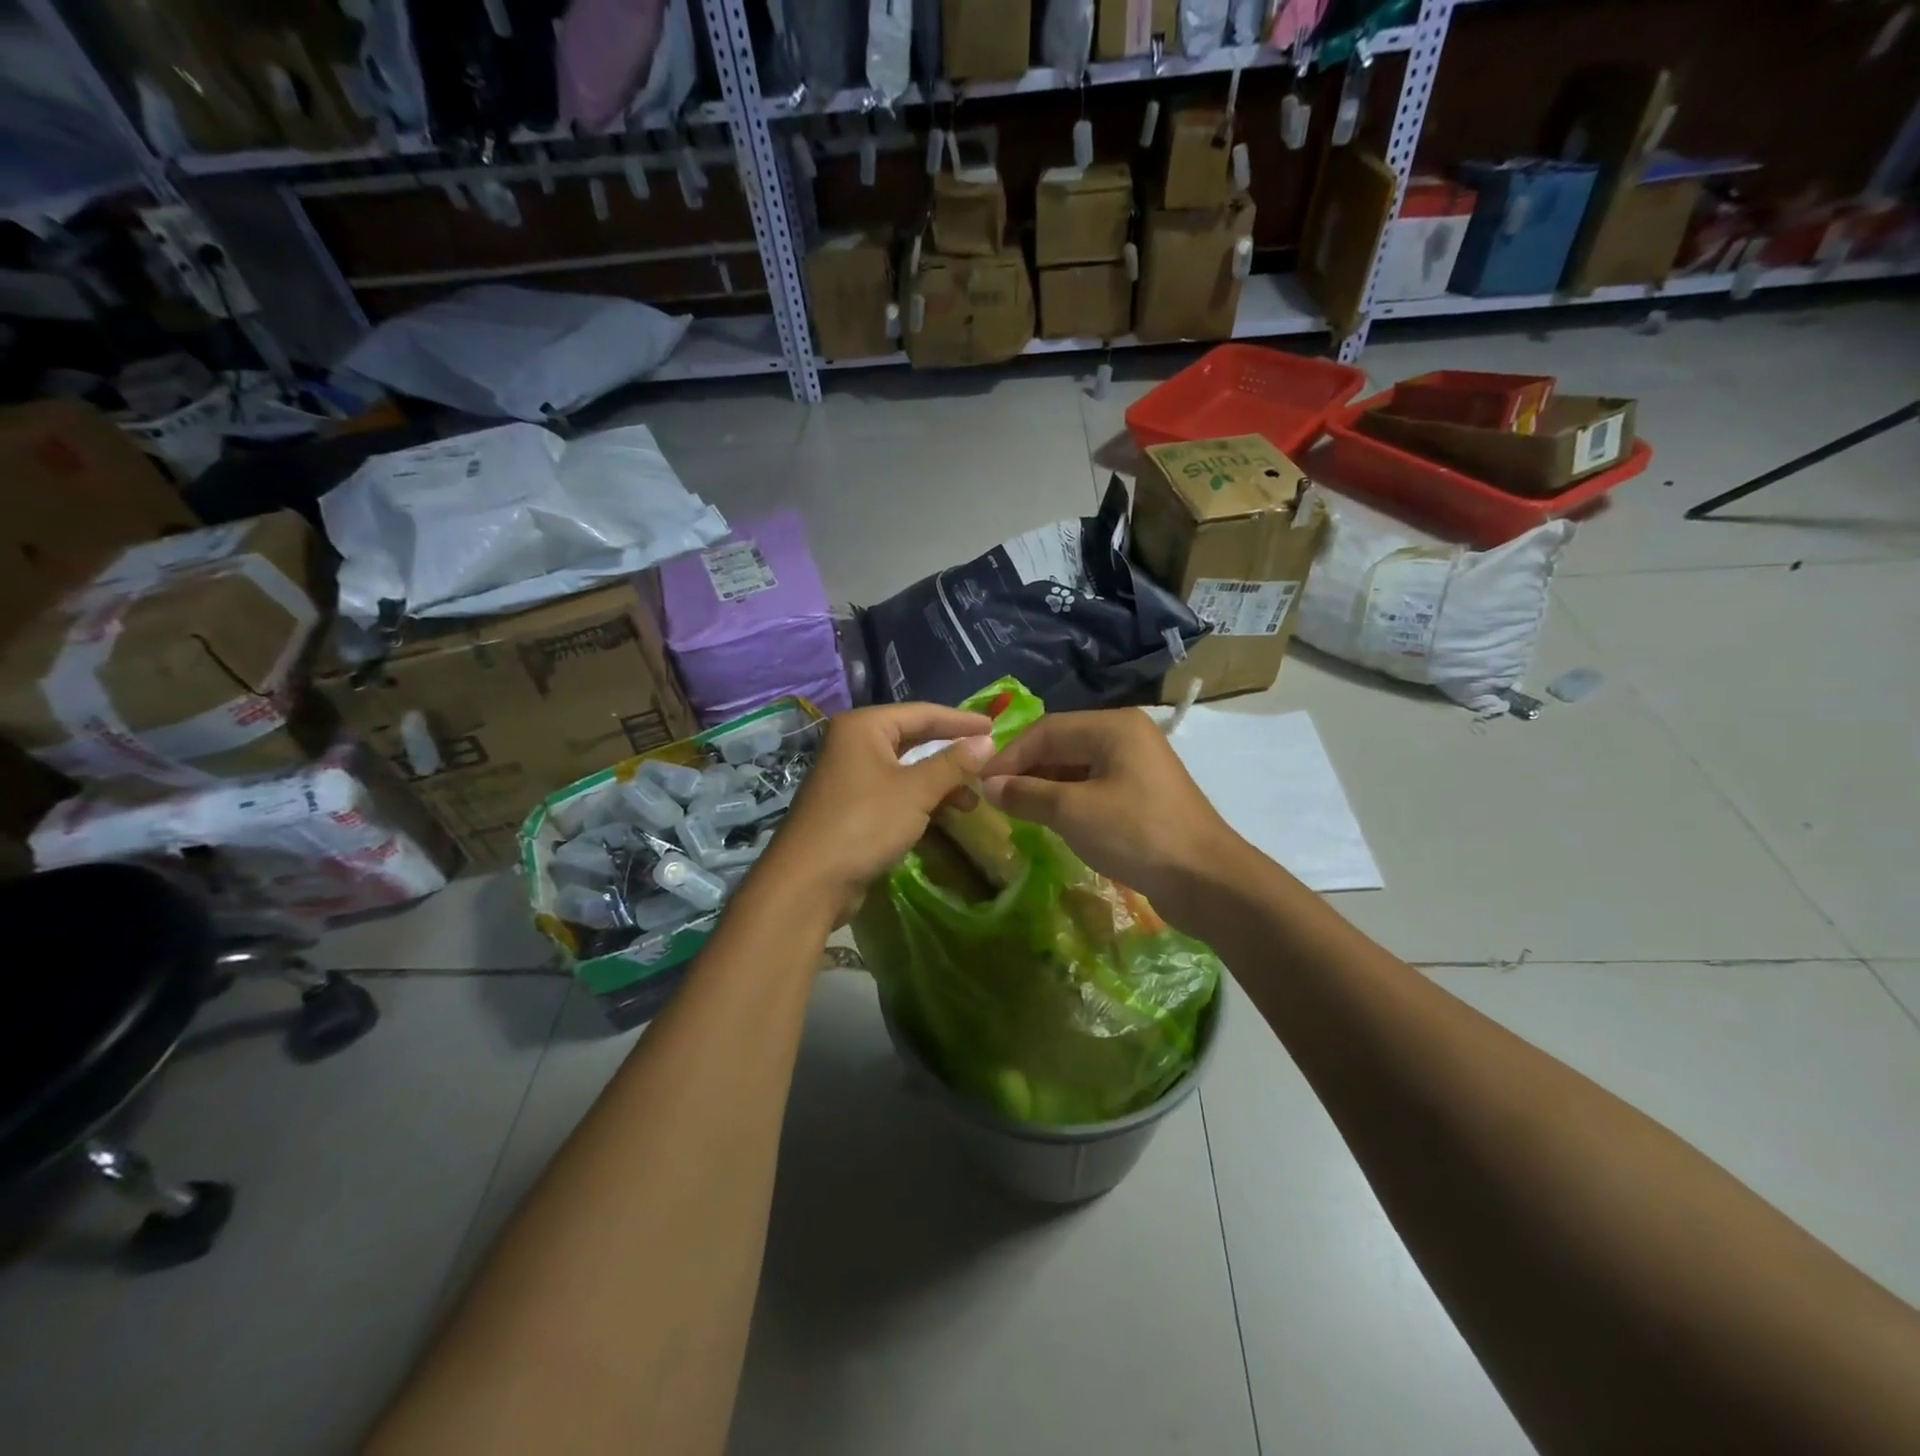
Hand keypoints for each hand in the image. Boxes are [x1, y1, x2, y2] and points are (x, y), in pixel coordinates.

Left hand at [759, 704, 995, 907]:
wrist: (809, 882)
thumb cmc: (864, 823)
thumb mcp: (916, 791)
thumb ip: (953, 764)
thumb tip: (987, 742)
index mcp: (863, 727)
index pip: (922, 713)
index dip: (960, 721)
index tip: (995, 728)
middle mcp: (853, 744)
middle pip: (913, 740)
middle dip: (951, 754)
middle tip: (987, 763)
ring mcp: (850, 777)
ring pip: (905, 770)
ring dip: (939, 782)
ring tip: (972, 801)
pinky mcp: (851, 808)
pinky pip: (895, 793)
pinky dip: (921, 801)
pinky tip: (945, 816)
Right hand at [979, 708, 1241, 921]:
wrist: (1207, 881)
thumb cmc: (1137, 834)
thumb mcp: (1073, 812)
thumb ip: (1027, 794)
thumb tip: (989, 786)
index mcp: (1113, 727)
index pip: (1046, 730)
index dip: (1009, 756)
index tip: (979, 783)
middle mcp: (1126, 737)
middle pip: (1061, 745)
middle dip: (1025, 770)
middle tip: (993, 798)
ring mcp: (1137, 766)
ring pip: (1076, 767)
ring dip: (1043, 786)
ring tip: (1014, 810)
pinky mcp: (1142, 795)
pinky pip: (1093, 787)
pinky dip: (1067, 800)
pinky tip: (1048, 820)